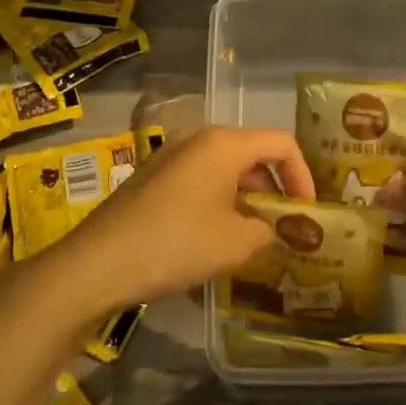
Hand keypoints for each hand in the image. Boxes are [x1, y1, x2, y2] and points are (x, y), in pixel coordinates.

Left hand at [38, 126, 316, 320]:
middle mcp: (198, 140)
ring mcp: (171, 158)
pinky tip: (215, 238)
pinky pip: (199, 182)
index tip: (307, 212)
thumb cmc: (177, 244)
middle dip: (274, 190)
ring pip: (225, 170)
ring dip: (246, 199)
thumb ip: (269, 229)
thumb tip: (274, 228)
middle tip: (284, 227)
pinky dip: (219, 203)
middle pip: (252, 155)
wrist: (97, 264)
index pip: (281, 143)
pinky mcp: (152, 180)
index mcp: (224, 144)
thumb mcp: (236, 243)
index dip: (303, 175)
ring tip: (253, 238)